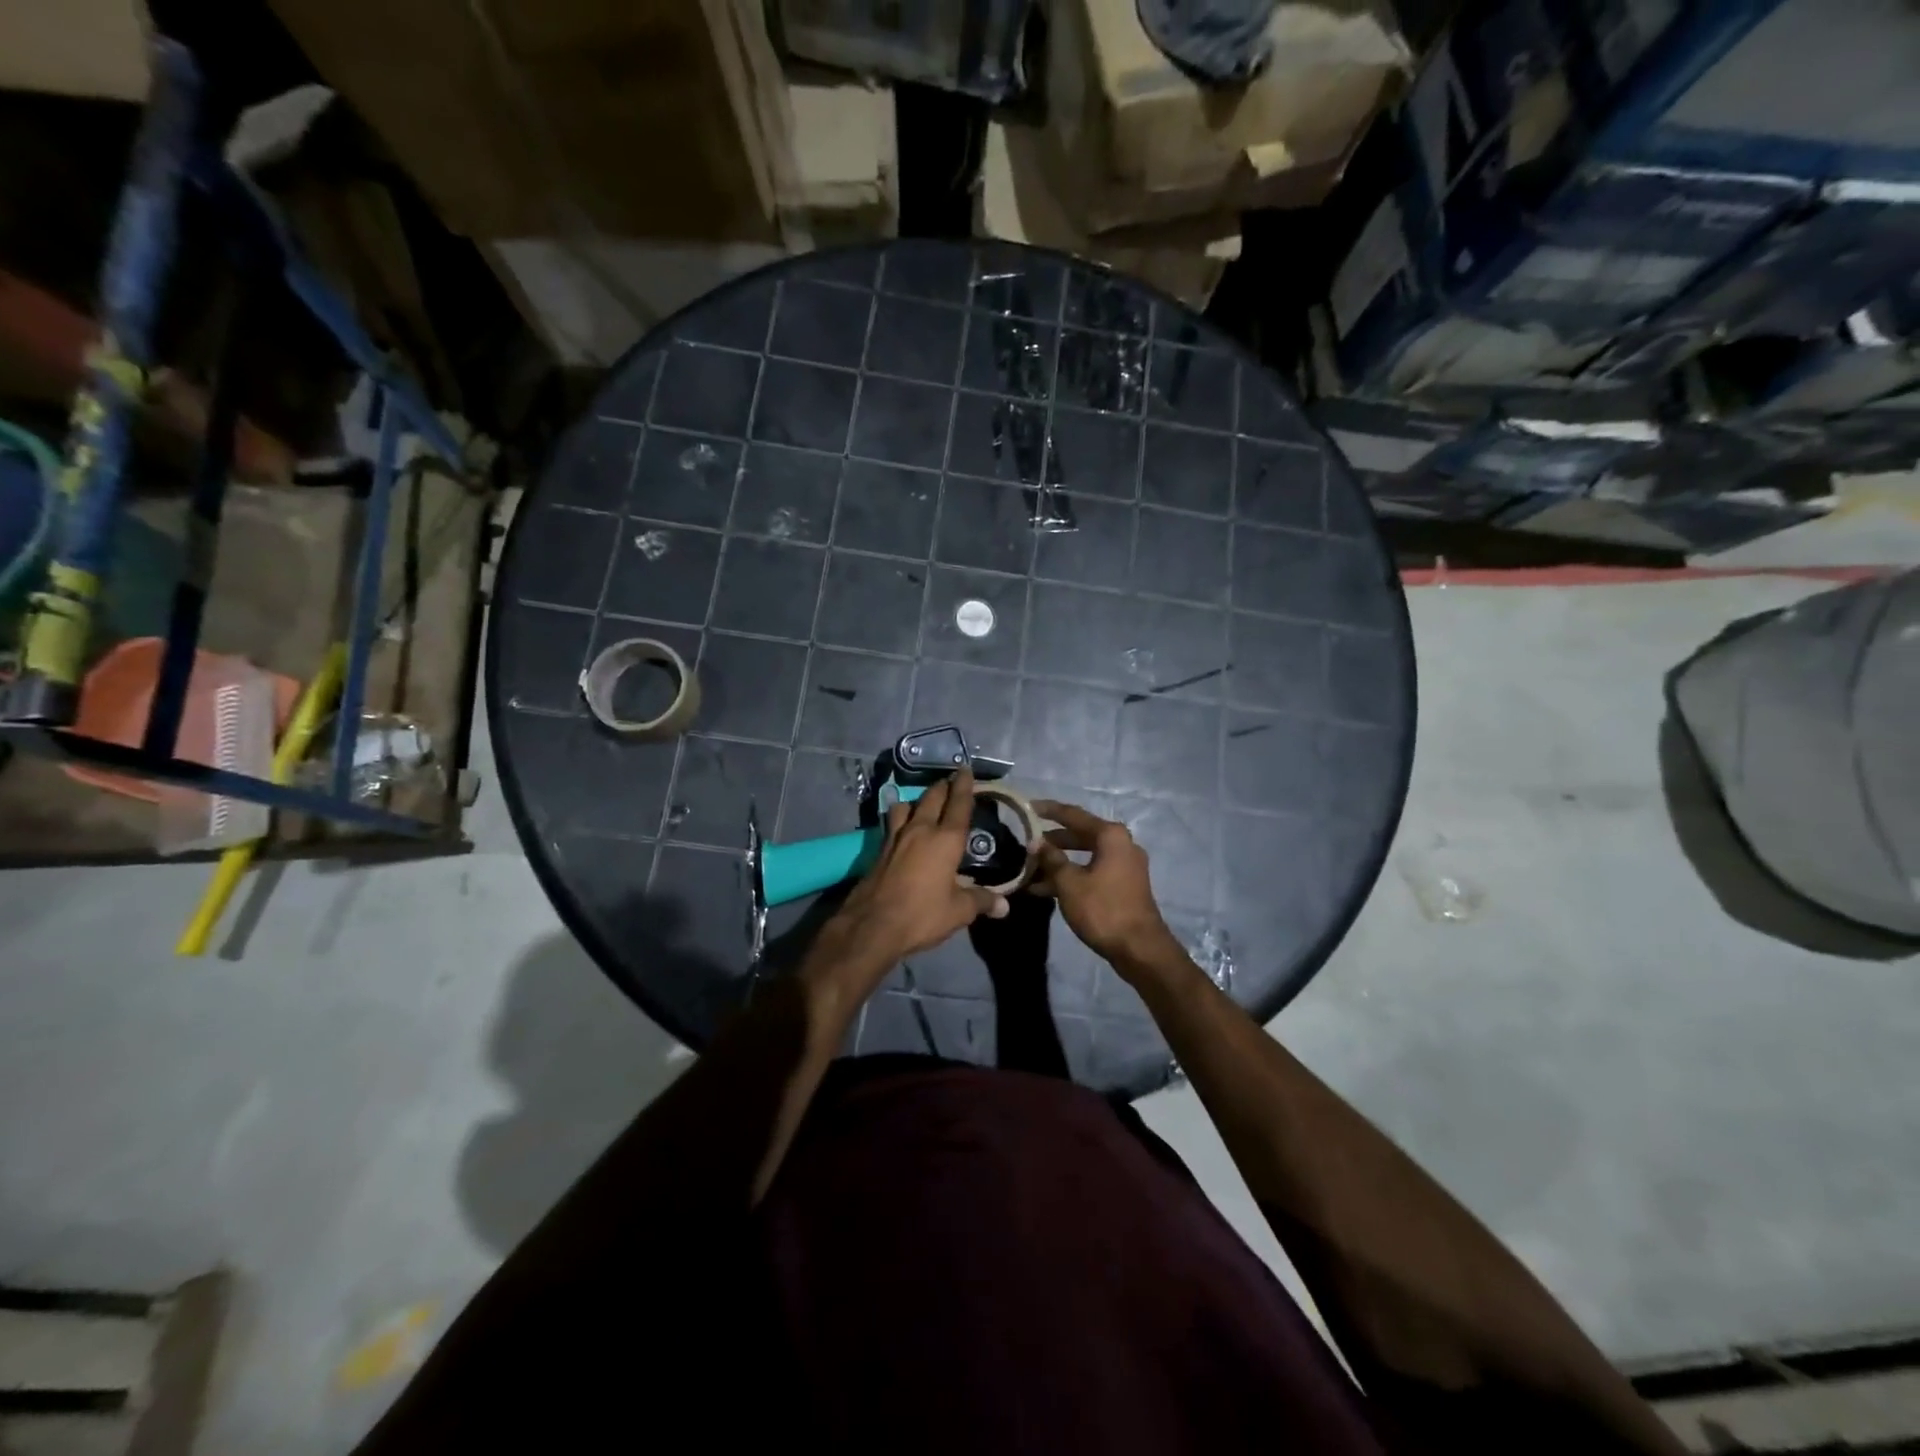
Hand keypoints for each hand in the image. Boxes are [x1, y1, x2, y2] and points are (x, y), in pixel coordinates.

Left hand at [821, 770, 1008, 973]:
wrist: (872, 926)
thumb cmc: (922, 915)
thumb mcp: (958, 912)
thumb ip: (981, 901)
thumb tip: (1004, 906)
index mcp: (945, 840)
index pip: (958, 804)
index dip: (964, 786)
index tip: (966, 769)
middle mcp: (920, 830)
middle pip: (932, 797)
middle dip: (943, 787)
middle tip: (950, 781)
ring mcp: (895, 837)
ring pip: (906, 805)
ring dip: (917, 800)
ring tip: (924, 804)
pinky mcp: (879, 849)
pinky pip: (892, 822)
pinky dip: (900, 817)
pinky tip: (902, 827)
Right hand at [1030, 800, 1179, 969]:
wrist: (1140, 948)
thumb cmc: (1103, 909)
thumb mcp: (1069, 883)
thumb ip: (1051, 859)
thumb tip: (1036, 842)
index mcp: (1110, 836)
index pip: (1073, 815)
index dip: (1048, 810)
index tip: (1027, 807)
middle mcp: (1121, 844)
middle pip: (1079, 834)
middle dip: (1051, 840)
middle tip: (1026, 843)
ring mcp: (1125, 865)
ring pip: (1085, 856)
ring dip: (1059, 862)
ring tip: (1030, 870)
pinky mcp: (1124, 885)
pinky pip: (1092, 871)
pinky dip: (1072, 876)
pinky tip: (1046, 889)